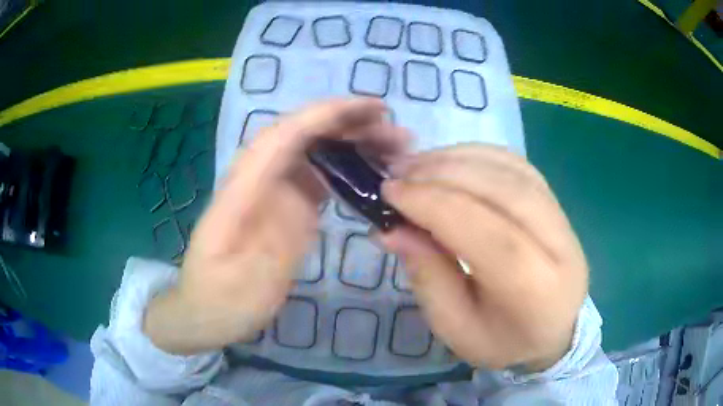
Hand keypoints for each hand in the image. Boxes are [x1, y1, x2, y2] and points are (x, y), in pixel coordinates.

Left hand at [144, 98, 407, 354]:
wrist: (209, 310)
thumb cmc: (217, 299)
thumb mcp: (232, 282)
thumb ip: (259, 245)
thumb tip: (295, 199)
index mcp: (243, 189)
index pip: (284, 135)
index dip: (327, 116)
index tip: (371, 111)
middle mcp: (261, 179)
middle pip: (305, 135)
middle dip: (350, 124)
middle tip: (397, 131)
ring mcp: (277, 192)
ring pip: (318, 152)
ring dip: (355, 142)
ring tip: (396, 148)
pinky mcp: (290, 207)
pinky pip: (323, 176)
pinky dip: (351, 168)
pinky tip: (376, 173)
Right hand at [379, 144, 587, 371]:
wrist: (551, 332)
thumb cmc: (502, 341)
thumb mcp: (455, 327)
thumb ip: (427, 276)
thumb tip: (391, 228)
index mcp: (536, 291)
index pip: (488, 234)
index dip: (435, 205)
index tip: (391, 193)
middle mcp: (560, 246)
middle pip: (505, 191)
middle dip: (445, 174)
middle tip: (399, 173)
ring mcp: (564, 220)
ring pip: (513, 170)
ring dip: (459, 159)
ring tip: (418, 165)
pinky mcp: (558, 204)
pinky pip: (518, 166)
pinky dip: (479, 156)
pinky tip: (451, 162)